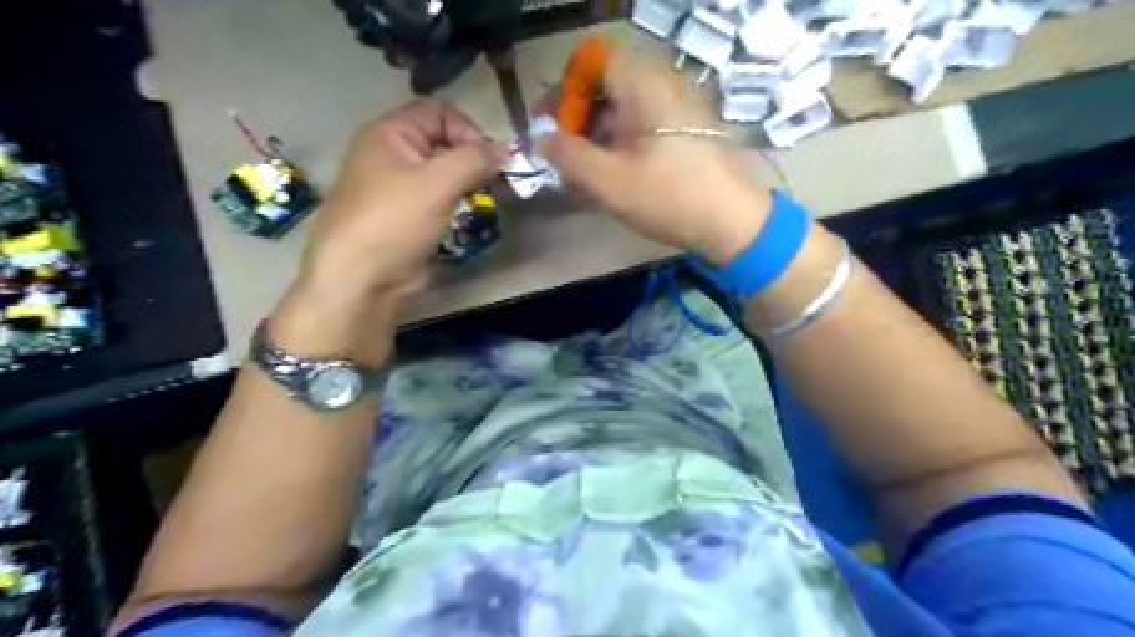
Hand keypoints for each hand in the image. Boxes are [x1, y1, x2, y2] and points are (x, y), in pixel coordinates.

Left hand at [301, 100, 499, 298]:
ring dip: (466, 180)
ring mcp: (397, 186)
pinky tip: (466, 213)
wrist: (361, 278)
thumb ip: (475, 159)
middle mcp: (391, 153)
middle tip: (492, 182)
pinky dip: (455, 200)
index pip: (438, 111)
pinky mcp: (405, 214)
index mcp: (389, 133)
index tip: (488, 160)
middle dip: (471, 157)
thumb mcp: (438, 183)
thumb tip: (505, 151)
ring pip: (442, 171)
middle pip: (442, 140)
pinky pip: (436, 196)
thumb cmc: (395, 221)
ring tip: (482, 198)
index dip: (467, 129)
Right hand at [539, 44, 771, 261]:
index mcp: (644, 85)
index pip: (594, 61)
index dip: (566, 88)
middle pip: (608, 86)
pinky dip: (622, 145)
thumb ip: (569, 156)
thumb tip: (542, 139)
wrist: (735, 223)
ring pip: (626, 110)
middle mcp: (663, 86)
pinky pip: (645, 127)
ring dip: (598, 137)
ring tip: (583, 175)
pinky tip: (613, 177)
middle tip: (561, 155)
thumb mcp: (609, 181)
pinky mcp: (688, 133)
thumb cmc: (669, 197)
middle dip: (578, 118)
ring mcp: (679, 110)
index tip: (550, 123)